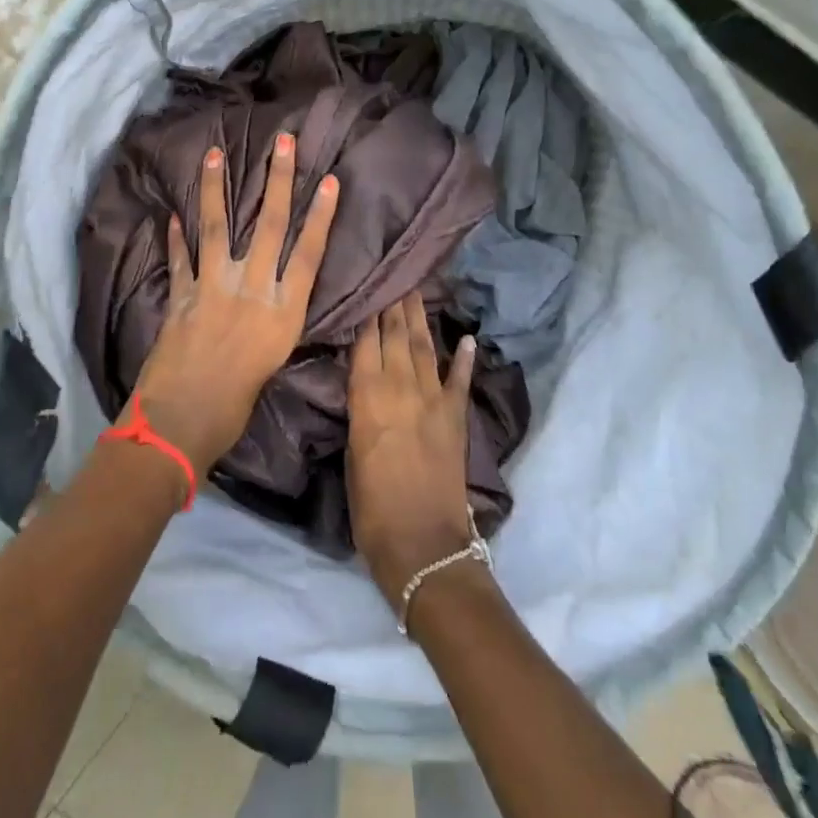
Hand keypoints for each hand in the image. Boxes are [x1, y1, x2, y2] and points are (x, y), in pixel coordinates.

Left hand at [127, 133, 339, 476]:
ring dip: (217, 189)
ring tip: (215, 154)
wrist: (182, 423)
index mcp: (283, 312)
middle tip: (283, 143)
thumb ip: (273, 323)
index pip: (309, 253)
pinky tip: (171, 216)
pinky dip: (176, 237)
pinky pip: (180, 258)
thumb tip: (271, 300)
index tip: (329, 181)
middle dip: (278, 181)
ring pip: (218, 227)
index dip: (321, 216)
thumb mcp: (272, 362)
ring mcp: (214, 288)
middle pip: (269, 226)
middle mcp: (253, 290)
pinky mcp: (181, 295)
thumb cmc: (235, 407)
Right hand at [347, 292, 478, 602]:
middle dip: (394, 304)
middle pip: (396, 336)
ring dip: (421, 319)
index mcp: (367, 397)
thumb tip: (363, 382)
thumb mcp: (351, 452)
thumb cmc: (371, 506)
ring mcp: (432, 400)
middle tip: (395, 274)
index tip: (370, 284)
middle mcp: (400, 388)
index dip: (369, 313)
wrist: (422, 543)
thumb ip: (359, 410)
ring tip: (417, 290)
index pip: (366, 342)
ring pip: (424, 348)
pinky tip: (466, 338)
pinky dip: (464, 358)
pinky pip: (460, 380)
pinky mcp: (456, 418)